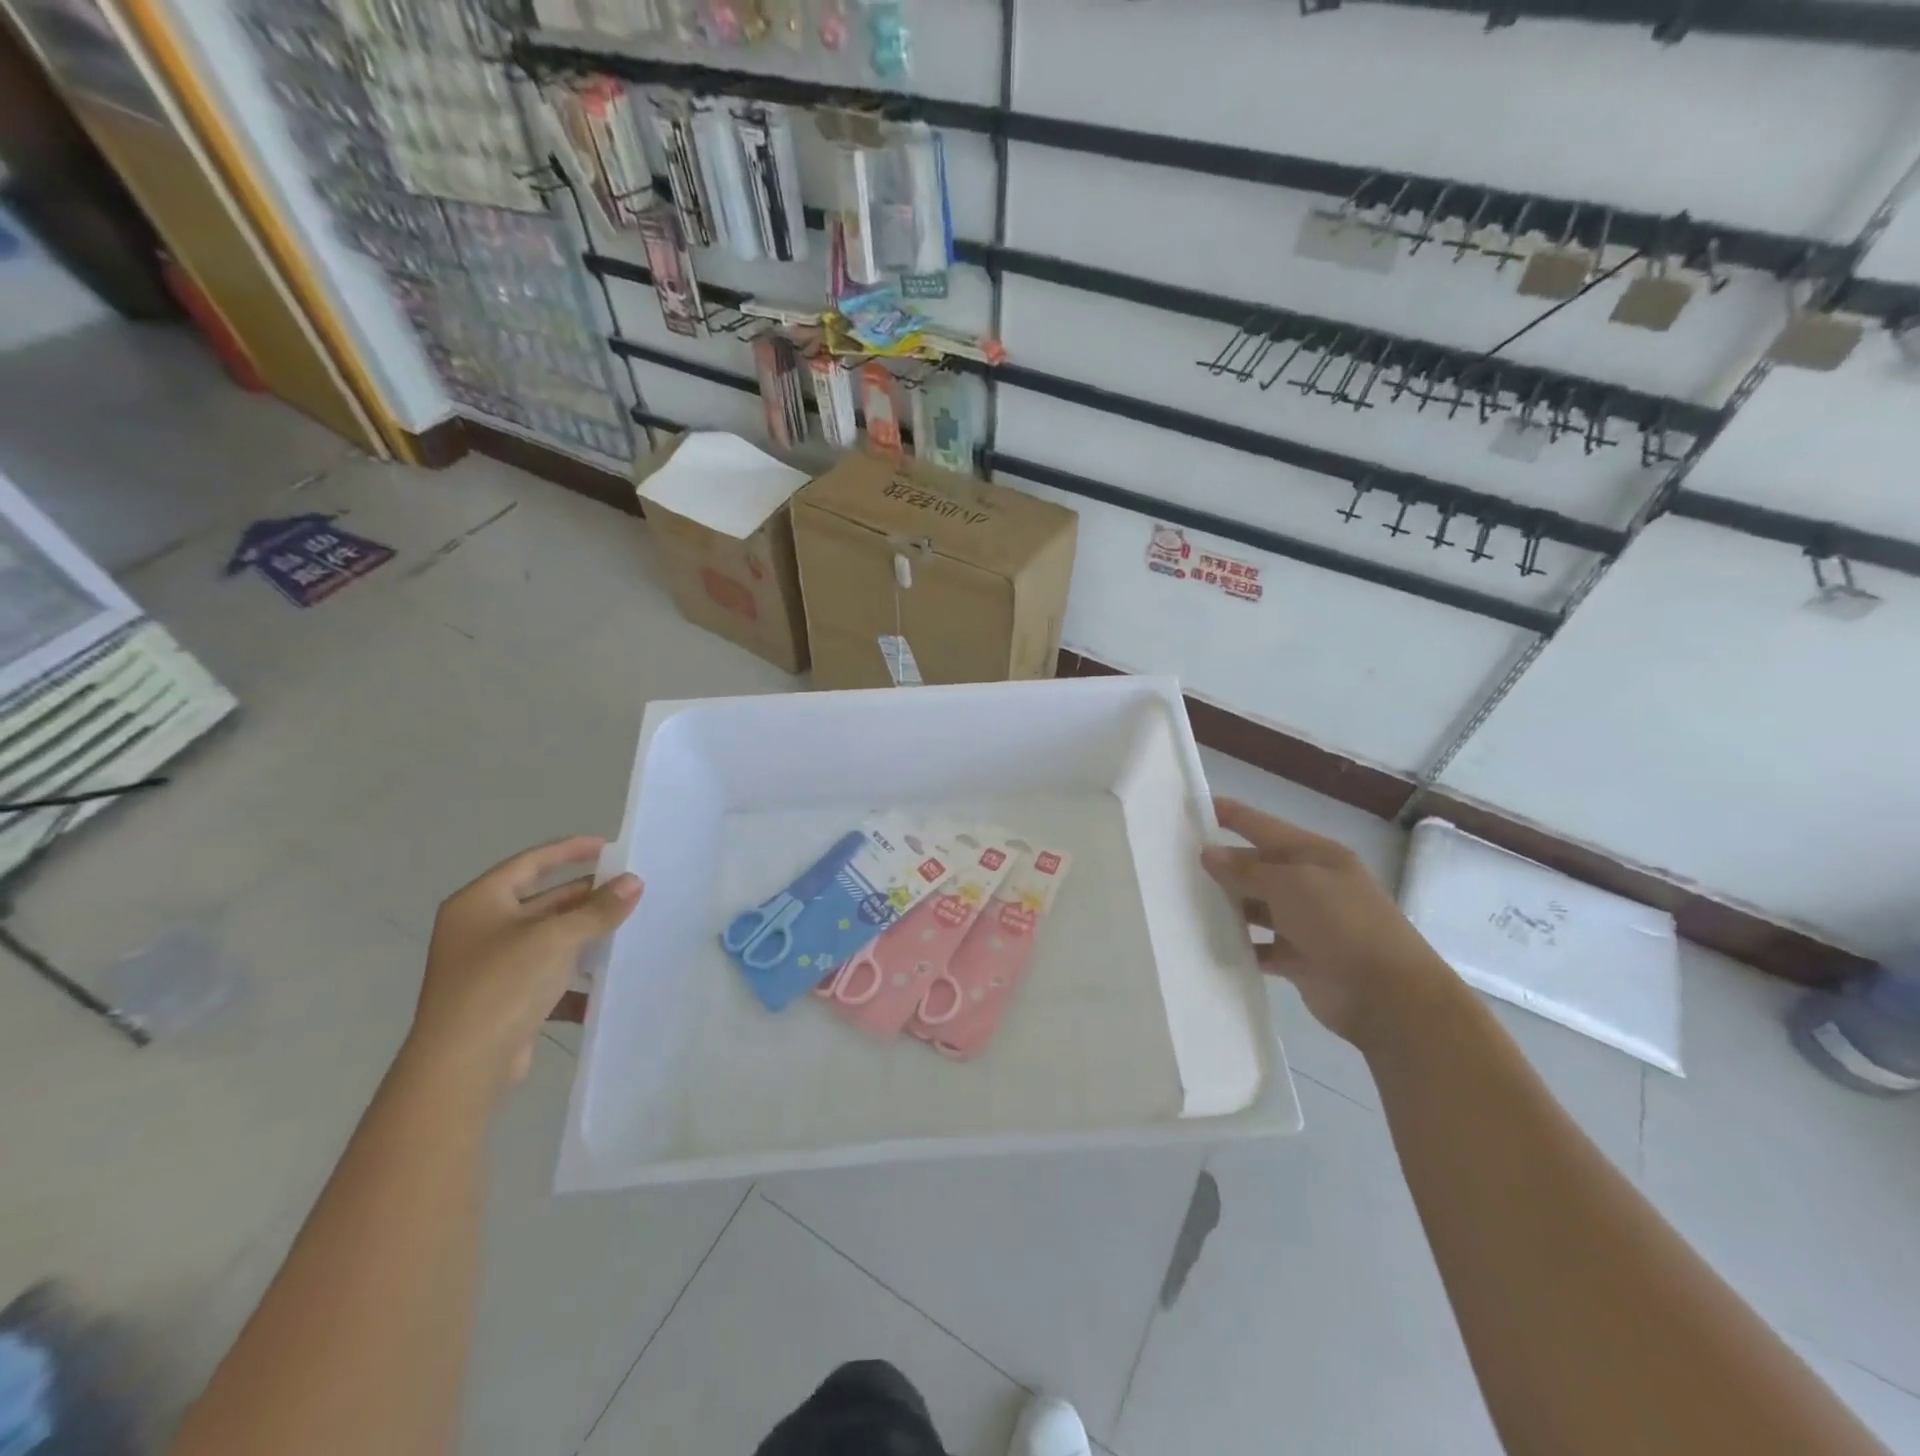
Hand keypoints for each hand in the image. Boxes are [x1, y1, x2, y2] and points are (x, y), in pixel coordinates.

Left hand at [404, 836, 642, 1103]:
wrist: (462, 1068)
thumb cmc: (502, 985)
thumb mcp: (556, 938)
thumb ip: (598, 909)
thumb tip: (634, 882)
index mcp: (479, 903)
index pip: (530, 862)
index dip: (569, 851)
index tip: (609, 847)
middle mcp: (479, 930)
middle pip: (542, 901)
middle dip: (585, 896)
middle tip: (629, 890)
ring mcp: (490, 967)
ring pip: (548, 939)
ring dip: (585, 934)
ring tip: (627, 927)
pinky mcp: (504, 1001)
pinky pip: (547, 975)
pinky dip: (575, 974)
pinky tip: (606, 978)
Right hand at [1201, 797, 1452, 1047]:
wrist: (1389, 997)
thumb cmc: (1343, 925)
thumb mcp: (1293, 885)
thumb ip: (1247, 869)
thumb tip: (1209, 853)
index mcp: (1314, 855)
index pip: (1262, 825)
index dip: (1228, 814)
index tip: (1190, 806)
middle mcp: (1309, 883)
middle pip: (1255, 865)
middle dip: (1220, 864)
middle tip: (1172, 863)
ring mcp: (1305, 922)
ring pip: (1254, 906)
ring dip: (1226, 905)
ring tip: (1182, 903)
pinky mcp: (1299, 958)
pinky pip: (1259, 946)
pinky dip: (1239, 945)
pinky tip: (1208, 943)